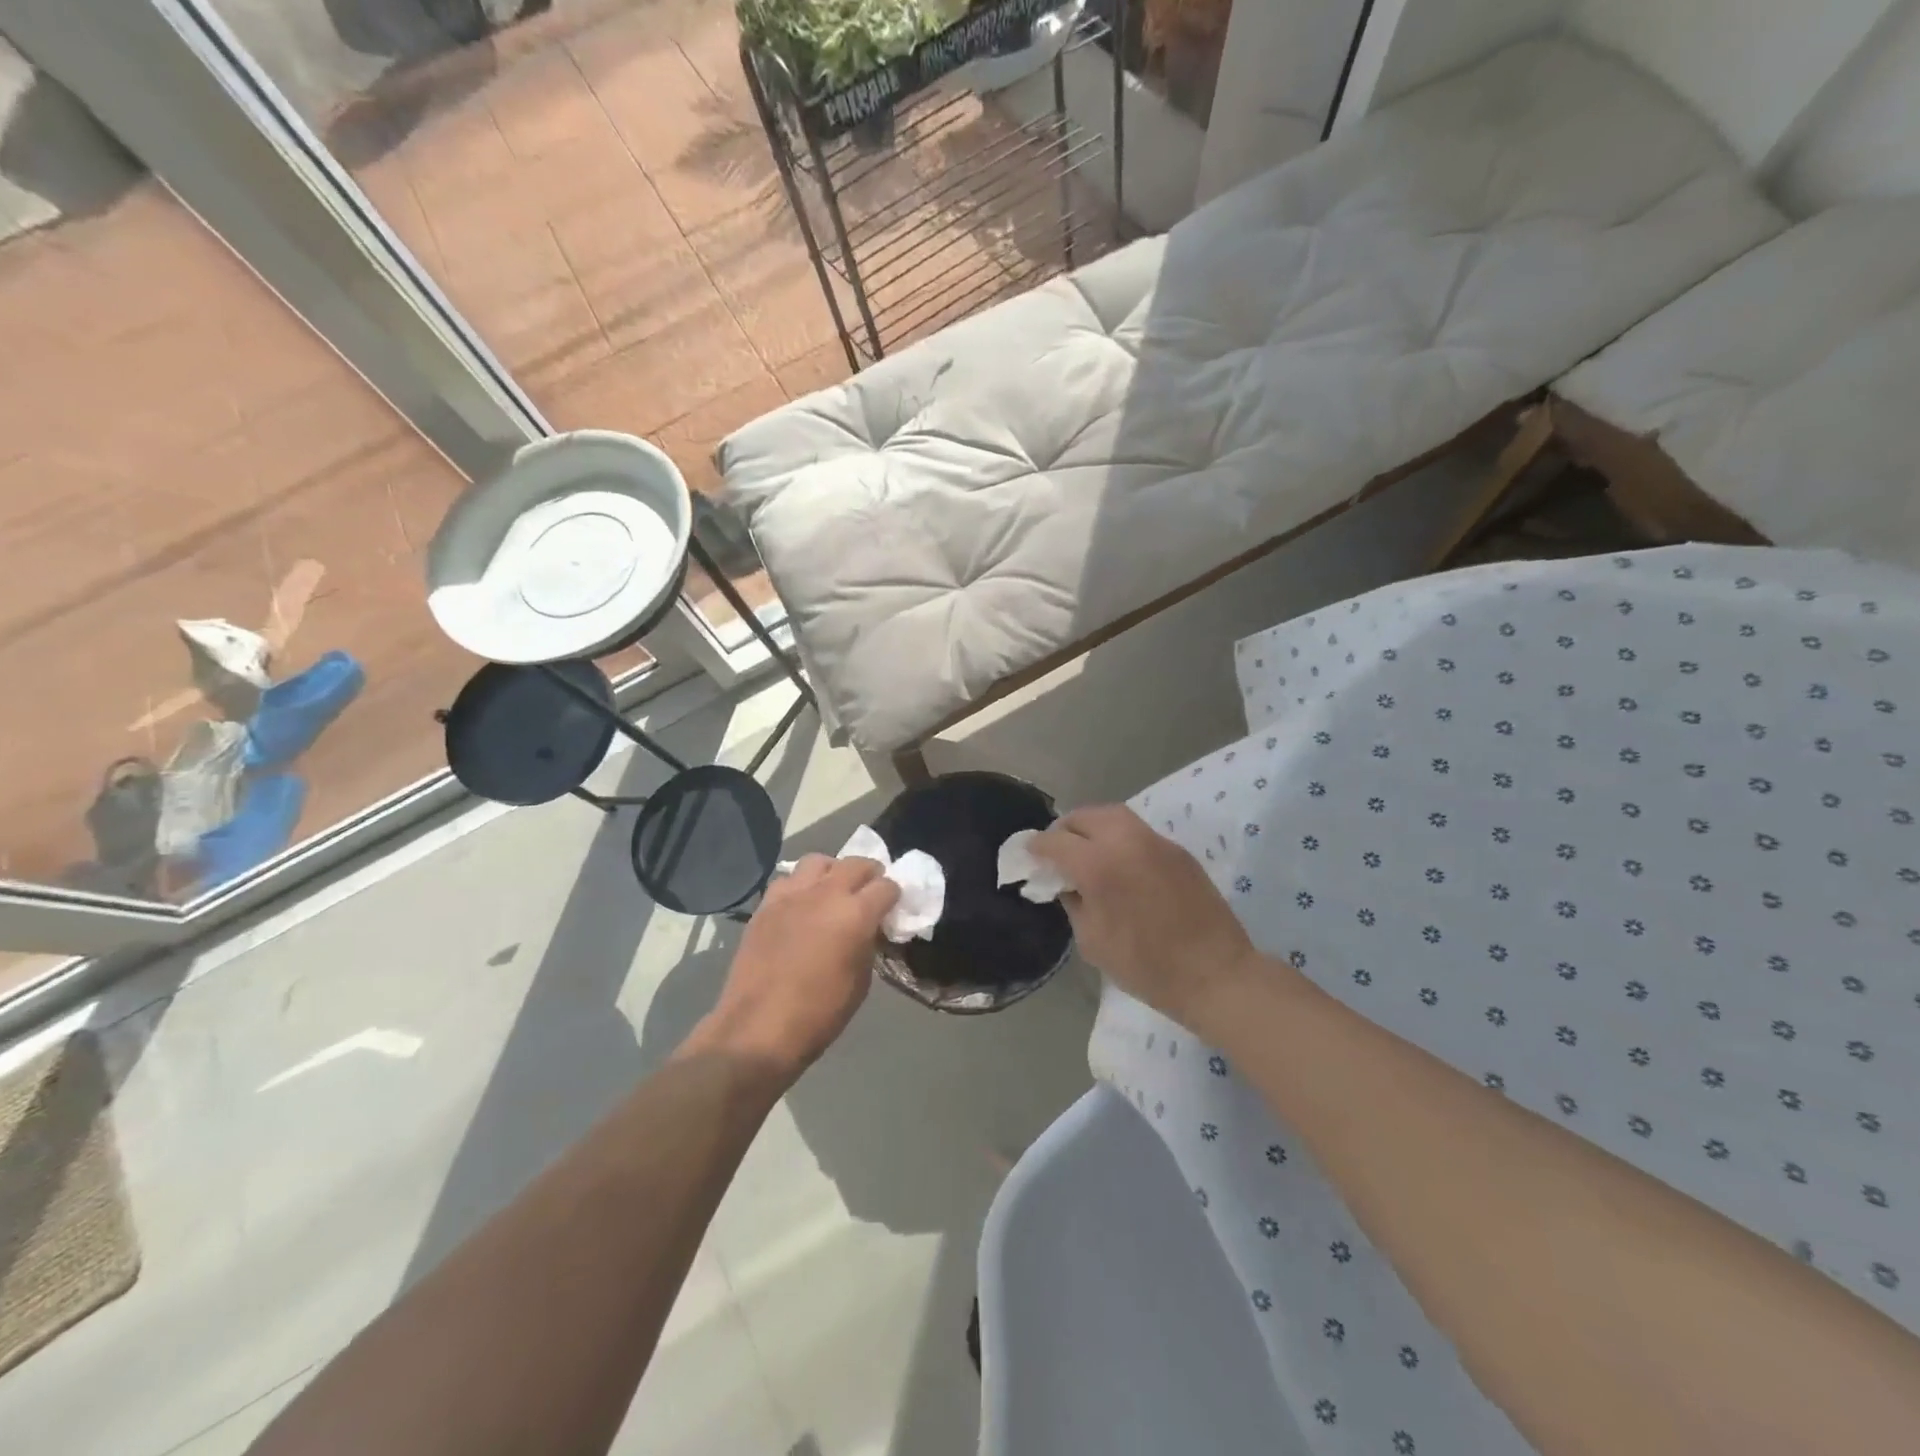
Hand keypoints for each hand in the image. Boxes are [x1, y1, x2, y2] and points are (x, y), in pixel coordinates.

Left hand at [702, 855, 898, 1076]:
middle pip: (856, 863)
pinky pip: (789, 879)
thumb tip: (867, 931)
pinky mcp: (766, 904)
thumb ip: (868, 945)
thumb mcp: (860, 982)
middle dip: (870, 875)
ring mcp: (792, 895)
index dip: (894, 896)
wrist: (757, 1029)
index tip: (893, 908)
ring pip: (819, 861)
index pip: (887, 886)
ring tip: (834, 890)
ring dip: (833, 871)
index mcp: (856, 914)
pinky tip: (802, 905)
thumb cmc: (819, 1014)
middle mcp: (826, 893)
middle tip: (871, 892)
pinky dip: (802, 885)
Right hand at [1028, 805, 1260, 1029]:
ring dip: (1092, 826)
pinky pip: (1138, 831)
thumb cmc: (1146, 967)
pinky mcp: (1178, 851)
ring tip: (1086, 848)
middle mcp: (1126, 841)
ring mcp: (1156, 842)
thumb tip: (1066, 883)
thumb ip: (1073, 903)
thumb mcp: (1093, 941)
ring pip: (1114, 815)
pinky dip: (1119, 837)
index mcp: (1099, 866)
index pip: (1056, 841)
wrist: (1216, 974)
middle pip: (1085, 816)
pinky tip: (1119, 862)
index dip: (1037, 847)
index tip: (1029, 854)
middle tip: (1057, 849)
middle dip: (1065, 829)